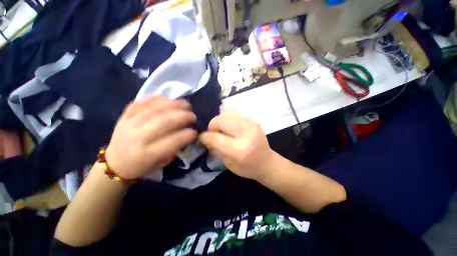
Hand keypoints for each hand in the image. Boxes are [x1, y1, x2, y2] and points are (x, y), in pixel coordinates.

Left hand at [105, 96, 196, 178]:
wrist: (115, 163)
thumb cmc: (142, 166)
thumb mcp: (162, 162)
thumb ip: (176, 147)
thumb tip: (188, 131)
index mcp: (148, 153)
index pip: (173, 141)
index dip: (188, 134)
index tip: (196, 132)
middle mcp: (137, 137)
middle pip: (164, 121)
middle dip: (184, 116)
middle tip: (193, 116)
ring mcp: (129, 123)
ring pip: (154, 109)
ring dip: (174, 104)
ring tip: (186, 105)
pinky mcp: (124, 115)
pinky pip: (142, 101)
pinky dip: (158, 99)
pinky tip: (169, 100)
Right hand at [199, 111, 274, 180]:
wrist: (267, 162)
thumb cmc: (247, 167)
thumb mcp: (228, 164)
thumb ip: (215, 148)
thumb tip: (205, 136)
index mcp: (239, 150)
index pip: (215, 138)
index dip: (205, 137)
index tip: (202, 138)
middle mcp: (246, 134)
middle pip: (221, 120)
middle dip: (213, 126)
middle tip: (215, 133)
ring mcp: (251, 124)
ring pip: (227, 113)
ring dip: (221, 121)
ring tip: (223, 130)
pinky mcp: (253, 121)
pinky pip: (235, 113)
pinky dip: (228, 118)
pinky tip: (231, 127)